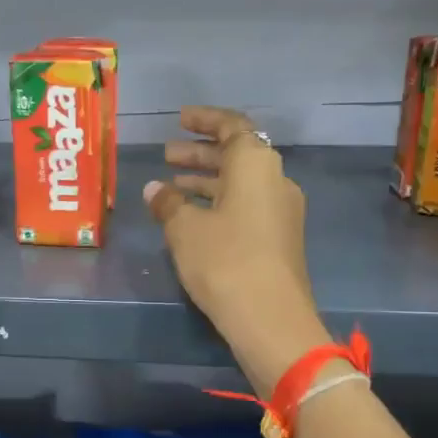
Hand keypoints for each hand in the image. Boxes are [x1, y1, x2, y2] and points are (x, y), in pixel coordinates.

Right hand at [143, 106, 333, 397]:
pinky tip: (192, 218)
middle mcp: (275, 180)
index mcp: (256, 164)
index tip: (179, 119)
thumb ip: (169, 203)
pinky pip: (246, 206)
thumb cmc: (224, 260)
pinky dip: (219, 203)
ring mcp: (282, 211)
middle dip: (200, 152)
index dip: (204, 120)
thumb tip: (156, 189)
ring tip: (172, 186)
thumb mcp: (185, 229)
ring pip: (241, 183)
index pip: (232, 126)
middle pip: (237, 154)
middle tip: (167, 155)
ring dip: (208, 179)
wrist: (270, 318)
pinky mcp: (280, 239)